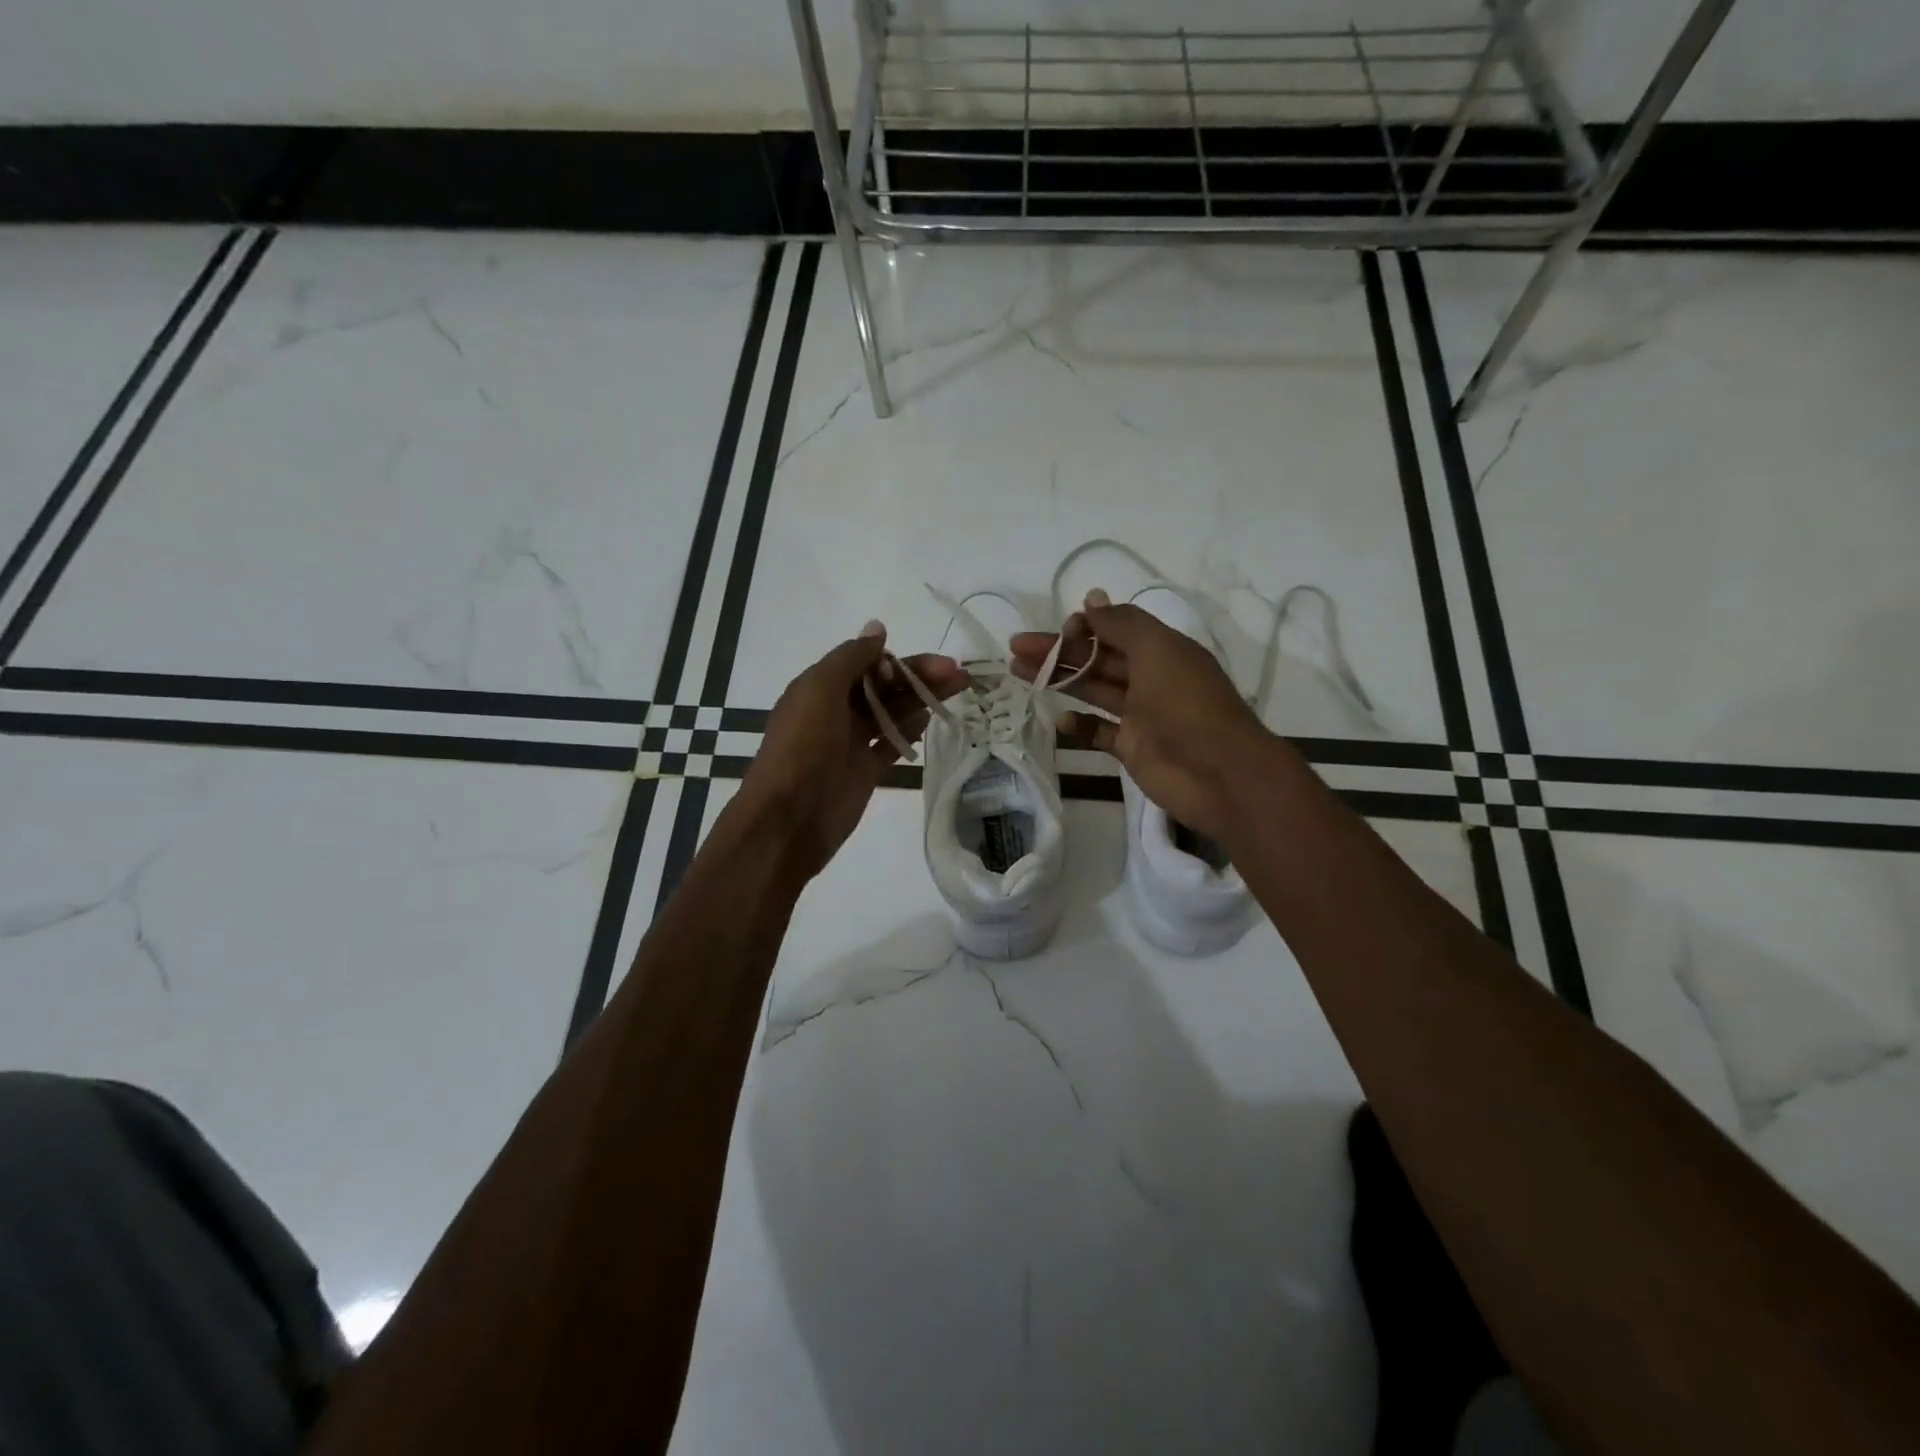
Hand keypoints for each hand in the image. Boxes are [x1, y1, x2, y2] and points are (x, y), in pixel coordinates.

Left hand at [737, 622, 964, 880]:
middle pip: (884, 686)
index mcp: (820, 686)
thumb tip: (878, 627)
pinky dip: (911, 728)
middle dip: (918, 675)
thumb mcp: (820, 689)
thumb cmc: (802, 746)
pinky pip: (892, 742)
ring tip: (959, 688)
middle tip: (958, 673)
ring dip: (923, 698)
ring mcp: (852, 741)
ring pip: (893, 711)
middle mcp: (836, 710)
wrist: (789, 817)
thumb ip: (851, 657)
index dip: (896, 660)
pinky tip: (933, 716)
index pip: (865, 662)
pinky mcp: (866, 770)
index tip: (925, 664)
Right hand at [1012, 590, 1273, 841]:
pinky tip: (1059, 720)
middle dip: (1059, 651)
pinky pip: (1100, 732)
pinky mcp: (1133, 748)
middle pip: (1097, 659)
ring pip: (1094, 691)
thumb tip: (1092, 598)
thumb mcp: (1157, 651)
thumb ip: (1121, 625)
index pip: (1115, 629)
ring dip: (1061, 680)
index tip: (1058, 631)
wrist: (1219, 773)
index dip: (1085, 627)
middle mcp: (1150, 678)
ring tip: (1019, 673)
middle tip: (1016, 648)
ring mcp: (1141, 715)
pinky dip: (1080, 726)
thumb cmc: (1187, 704)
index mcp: (1161, 650)